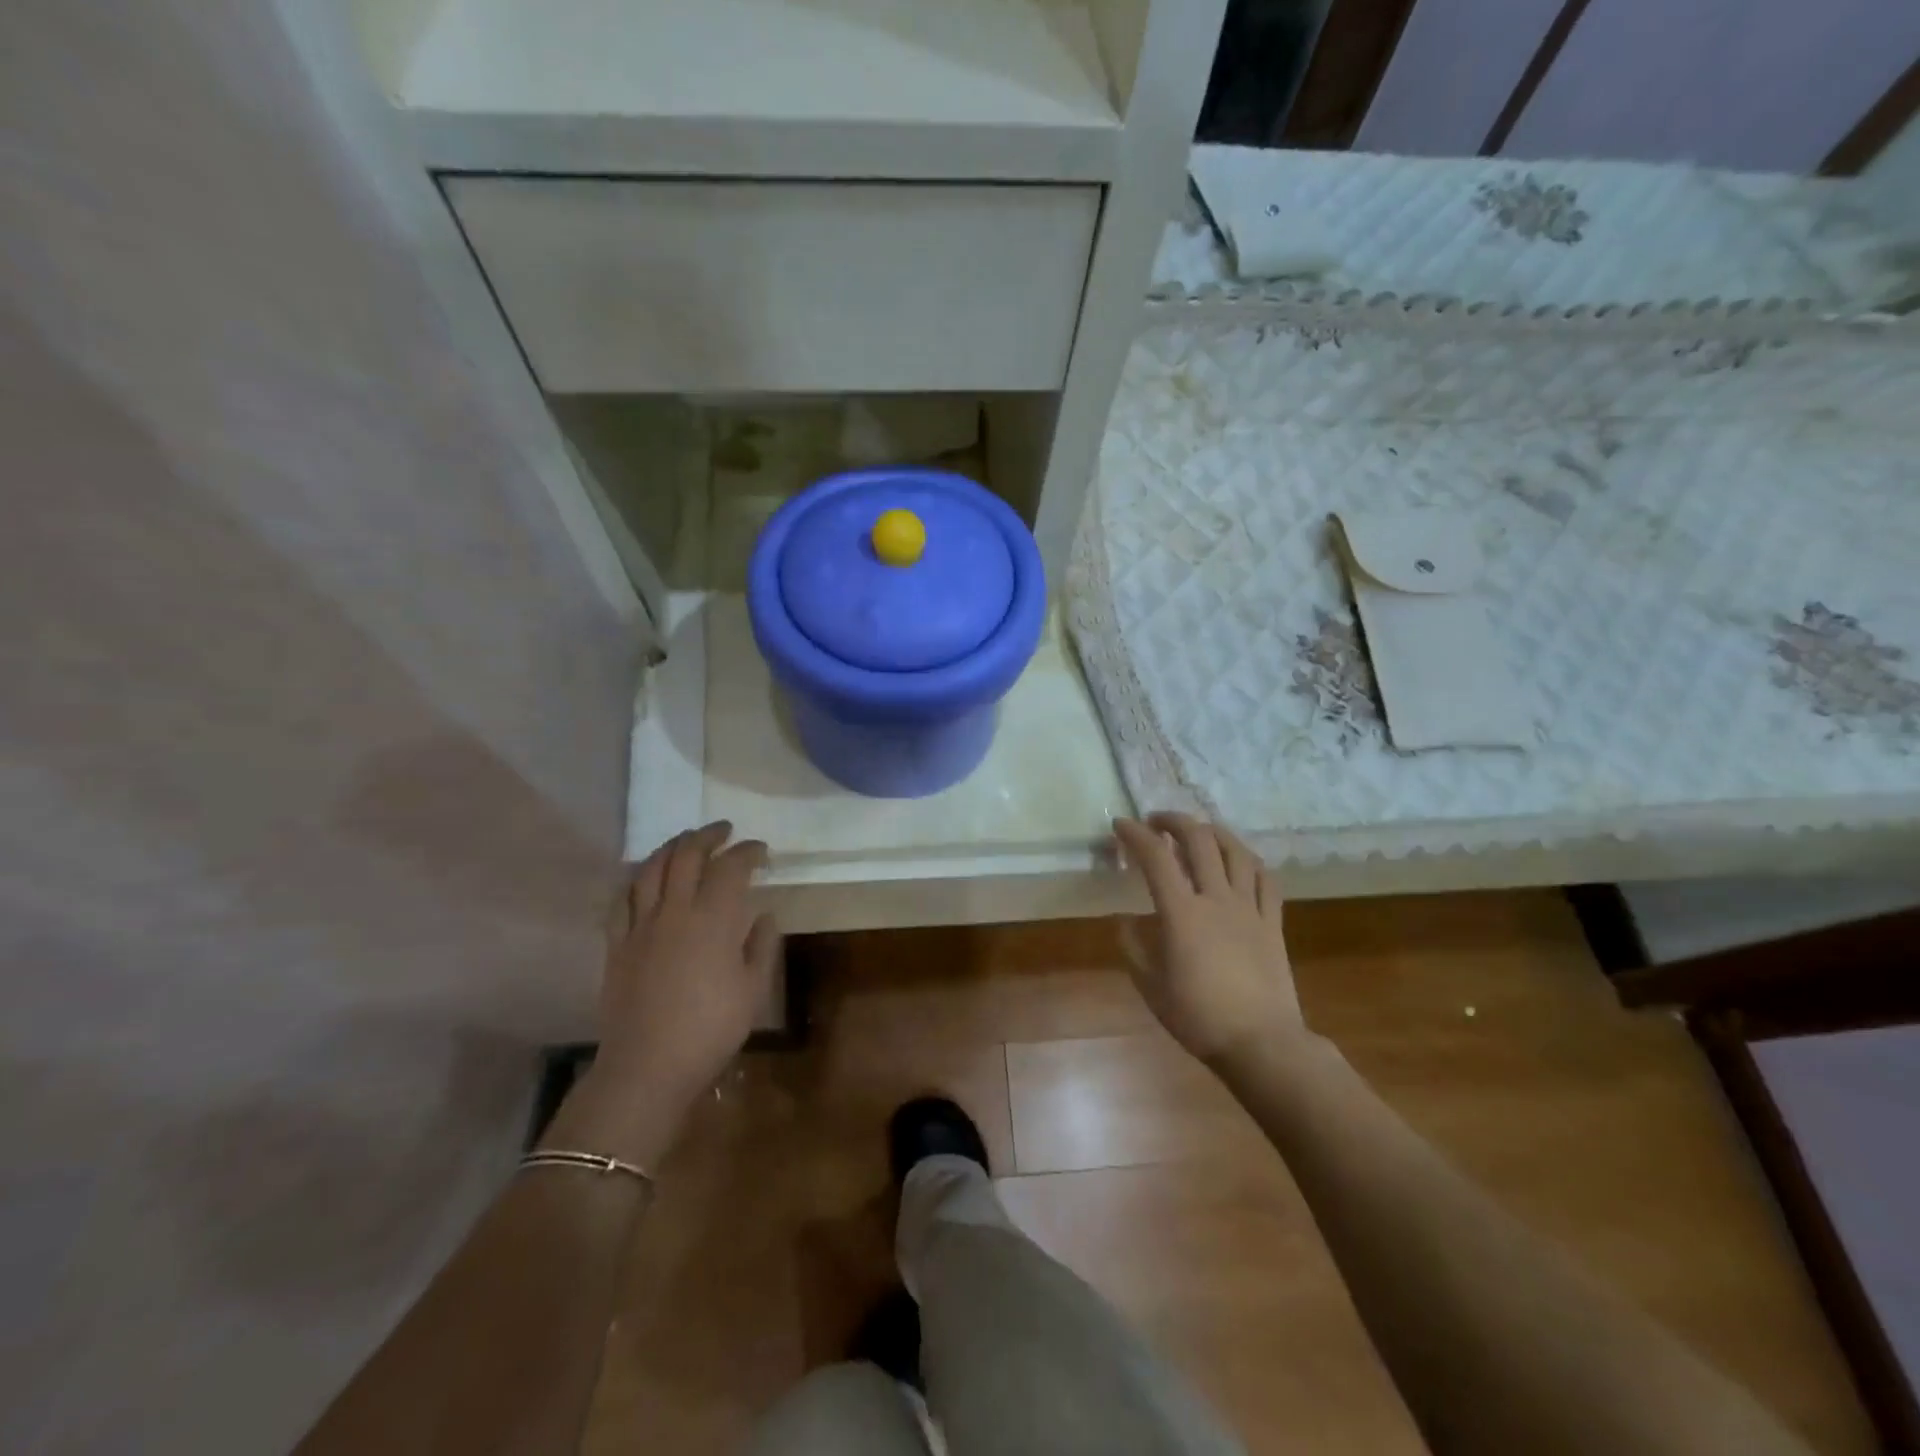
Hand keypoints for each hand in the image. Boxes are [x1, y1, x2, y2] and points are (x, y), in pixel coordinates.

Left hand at [544, 822, 779, 1167]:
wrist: (647, 1067)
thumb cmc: (710, 1029)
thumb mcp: (753, 990)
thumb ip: (761, 946)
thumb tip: (763, 915)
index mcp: (713, 919)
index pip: (731, 867)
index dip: (748, 852)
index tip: (761, 851)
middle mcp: (675, 910)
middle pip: (687, 855)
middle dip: (708, 836)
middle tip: (724, 831)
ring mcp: (640, 925)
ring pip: (652, 868)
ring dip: (671, 847)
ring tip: (686, 841)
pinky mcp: (617, 944)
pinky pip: (622, 899)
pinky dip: (636, 879)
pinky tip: (643, 877)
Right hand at [1112, 813, 1304, 1068]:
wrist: (1261, 1044)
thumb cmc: (1199, 1018)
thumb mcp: (1151, 988)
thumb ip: (1134, 949)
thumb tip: (1124, 922)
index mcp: (1182, 914)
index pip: (1156, 858)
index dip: (1135, 835)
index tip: (1120, 825)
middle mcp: (1217, 899)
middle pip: (1199, 840)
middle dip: (1174, 821)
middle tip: (1156, 821)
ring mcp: (1250, 908)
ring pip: (1236, 852)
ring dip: (1213, 831)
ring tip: (1198, 830)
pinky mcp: (1273, 923)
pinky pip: (1266, 879)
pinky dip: (1248, 860)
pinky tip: (1239, 861)